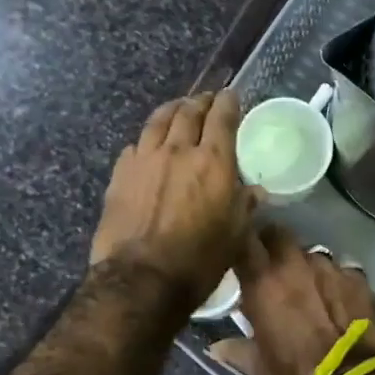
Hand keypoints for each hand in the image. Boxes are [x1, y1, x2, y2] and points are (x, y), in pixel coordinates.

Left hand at [90, 89, 254, 306]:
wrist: (141, 277)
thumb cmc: (198, 260)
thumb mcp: (234, 236)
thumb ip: (244, 206)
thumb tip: (255, 191)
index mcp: (213, 161)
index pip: (222, 118)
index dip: (228, 103)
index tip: (231, 96)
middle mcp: (178, 150)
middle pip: (189, 113)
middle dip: (200, 102)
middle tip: (206, 100)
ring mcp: (144, 159)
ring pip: (158, 121)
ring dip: (172, 110)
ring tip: (177, 108)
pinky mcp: (120, 174)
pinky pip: (136, 145)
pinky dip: (147, 139)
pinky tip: (148, 145)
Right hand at [208, 226, 374, 374]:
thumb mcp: (259, 368)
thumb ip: (237, 350)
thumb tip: (216, 347)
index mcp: (262, 282)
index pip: (242, 240)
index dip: (240, 241)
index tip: (238, 252)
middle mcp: (294, 264)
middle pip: (278, 234)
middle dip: (273, 244)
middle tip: (271, 265)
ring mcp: (330, 267)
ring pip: (311, 252)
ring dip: (306, 265)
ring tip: (309, 287)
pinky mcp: (358, 278)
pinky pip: (342, 269)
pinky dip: (336, 280)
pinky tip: (339, 298)